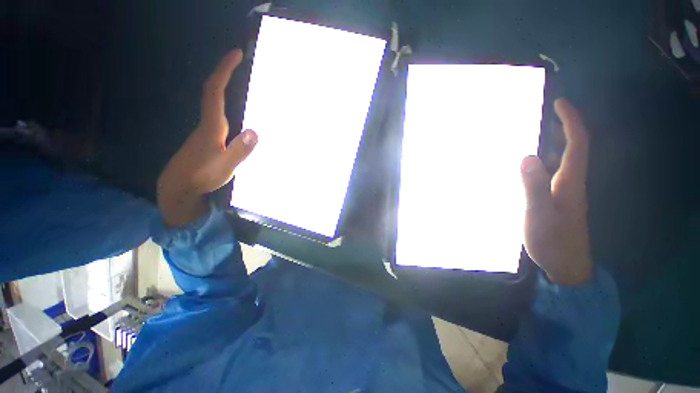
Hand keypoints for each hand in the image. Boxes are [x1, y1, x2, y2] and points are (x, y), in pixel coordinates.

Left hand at [157, 49, 257, 226]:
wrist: (178, 187)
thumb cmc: (201, 177)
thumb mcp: (225, 167)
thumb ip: (240, 150)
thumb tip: (255, 131)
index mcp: (212, 126)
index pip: (215, 91)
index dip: (224, 71)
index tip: (236, 53)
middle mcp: (207, 123)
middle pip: (213, 91)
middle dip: (225, 72)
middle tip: (240, 59)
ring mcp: (205, 130)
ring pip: (214, 102)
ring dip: (224, 85)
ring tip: (239, 77)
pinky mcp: (207, 137)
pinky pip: (216, 113)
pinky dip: (224, 102)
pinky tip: (234, 109)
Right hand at [520, 99, 591, 284]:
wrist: (566, 266)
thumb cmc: (552, 241)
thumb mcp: (538, 215)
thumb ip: (533, 187)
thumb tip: (526, 156)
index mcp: (570, 183)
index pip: (577, 144)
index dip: (571, 121)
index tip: (560, 103)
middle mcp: (571, 183)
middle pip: (573, 149)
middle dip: (563, 127)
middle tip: (543, 115)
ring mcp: (566, 192)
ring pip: (563, 161)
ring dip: (552, 144)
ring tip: (532, 135)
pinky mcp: (558, 200)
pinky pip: (553, 173)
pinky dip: (544, 162)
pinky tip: (530, 166)